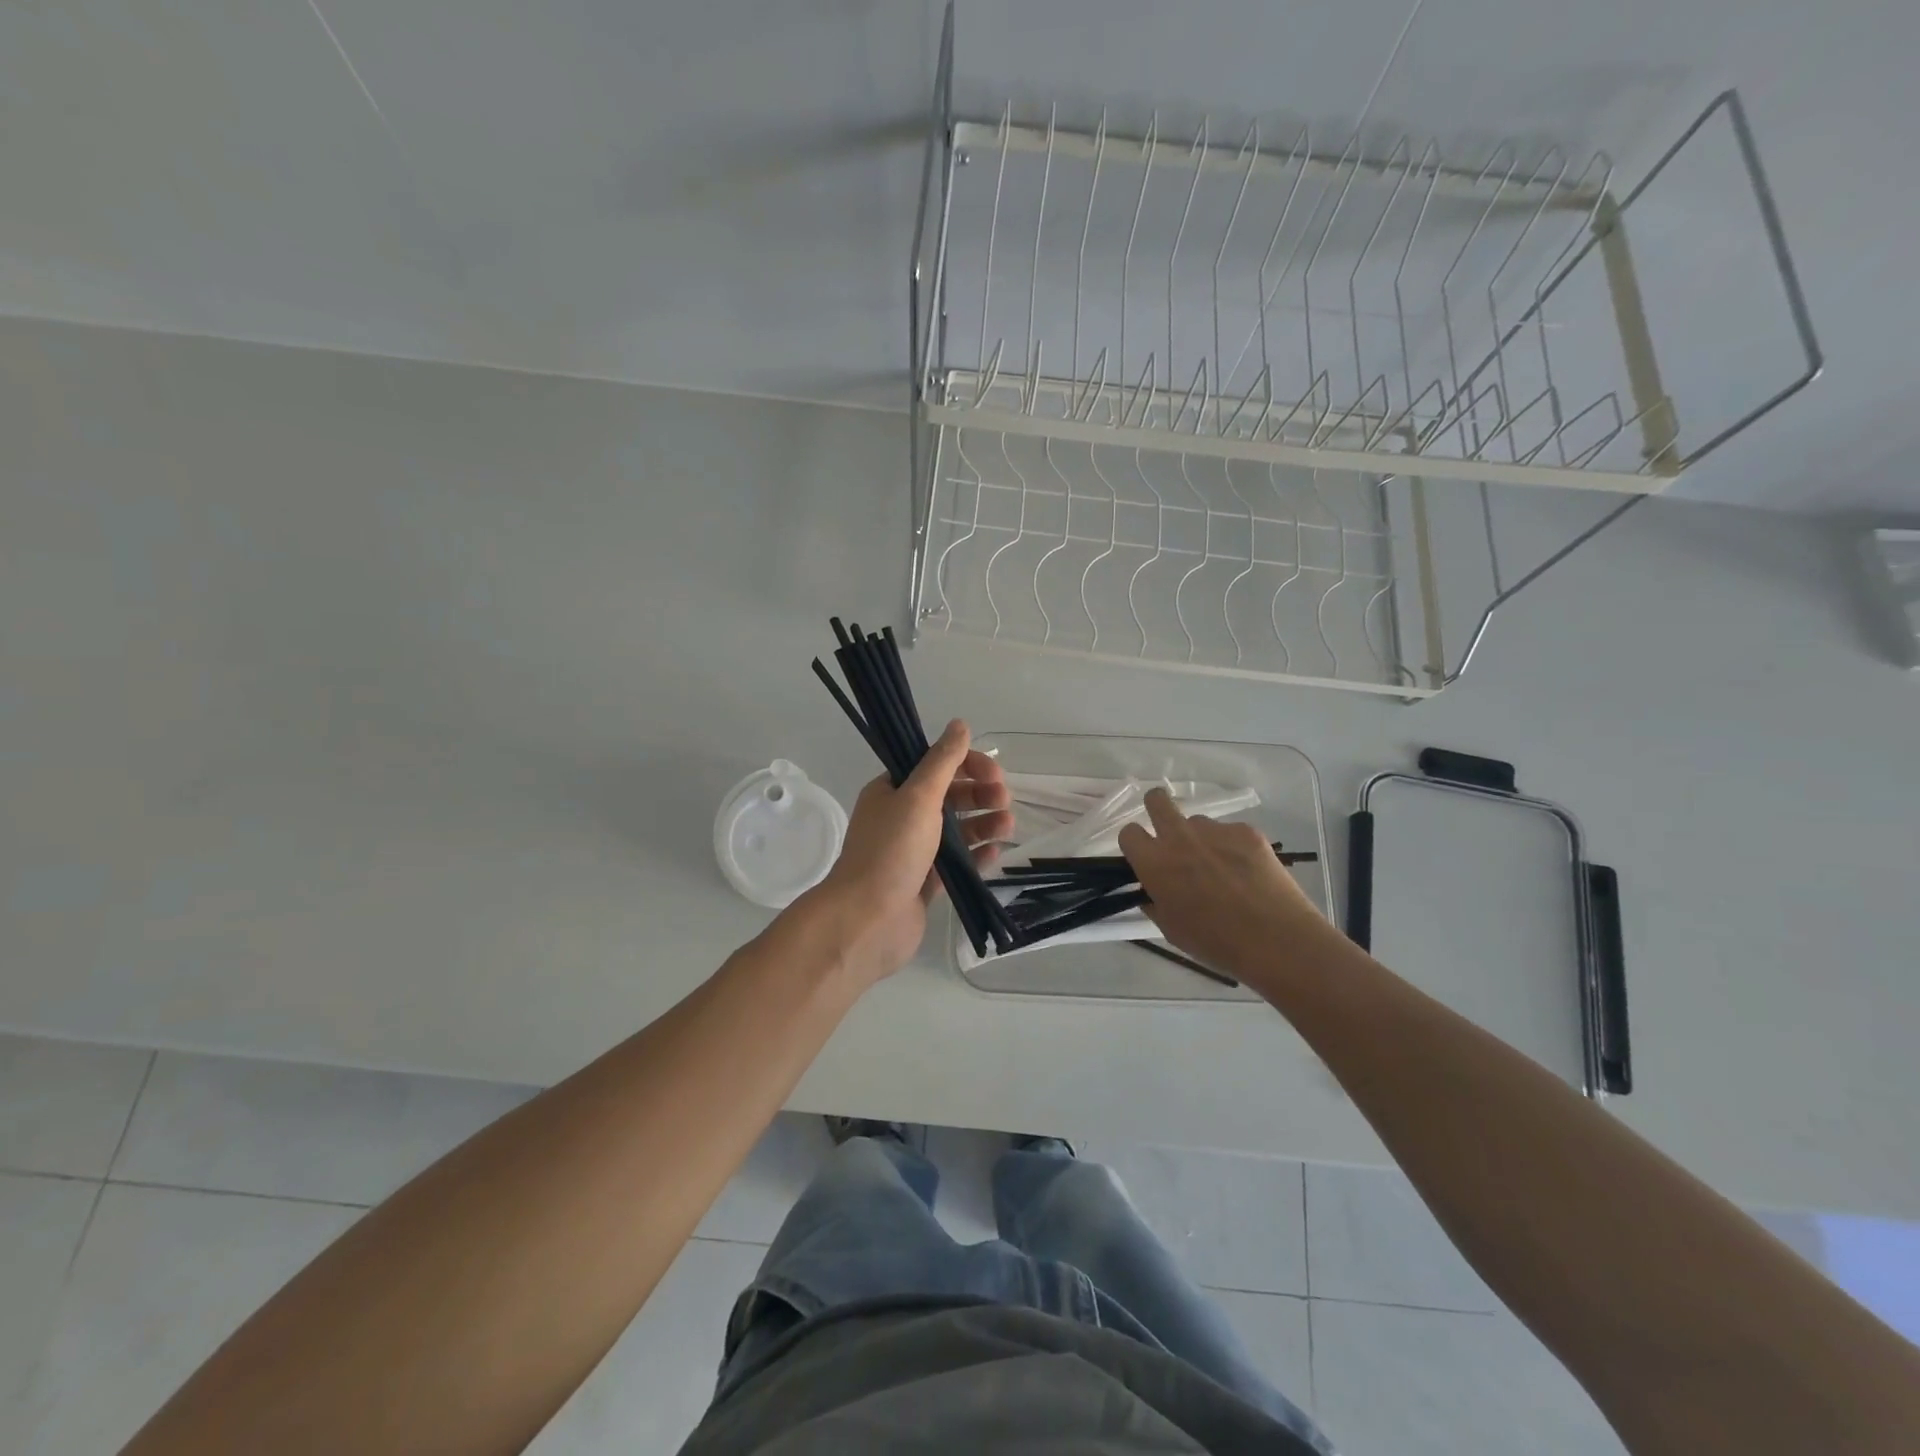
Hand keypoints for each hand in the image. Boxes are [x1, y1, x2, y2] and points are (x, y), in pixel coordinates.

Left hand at [803, 720, 1011, 989]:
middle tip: (1004, 800)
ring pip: (955, 831)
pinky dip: (976, 856)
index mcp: (891, 792)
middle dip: (978, 795)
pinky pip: (955, 863)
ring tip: (1008, 826)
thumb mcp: (919, 797)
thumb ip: (942, 761)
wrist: (867, 920)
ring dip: (983, 824)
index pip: (934, 766)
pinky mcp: (924, 883)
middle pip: (948, 797)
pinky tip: (995, 853)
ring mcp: (912, 853)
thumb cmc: (891, 851)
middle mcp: (900, 818)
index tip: (993, 774)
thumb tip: (960, 724)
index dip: (966, 765)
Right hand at [1117, 787, 1331, 984]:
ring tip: (1222, 868)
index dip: (1135, 844)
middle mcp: (1179, 838)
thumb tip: (1153, 890)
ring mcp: (1215, 830)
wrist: (1275, 940)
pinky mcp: (1246, 831)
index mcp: (1155, 863)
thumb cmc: (1216, 943)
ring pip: (1197, 822)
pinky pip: (1230, 832)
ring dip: (1200, 838)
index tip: (1146, 857)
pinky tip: (1249, 873)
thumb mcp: (1171, 929)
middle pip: (1156, 800)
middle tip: (1171, 835)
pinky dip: (1233, 847)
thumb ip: (1155, 902)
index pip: (1129, 833)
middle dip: (1157, 809)